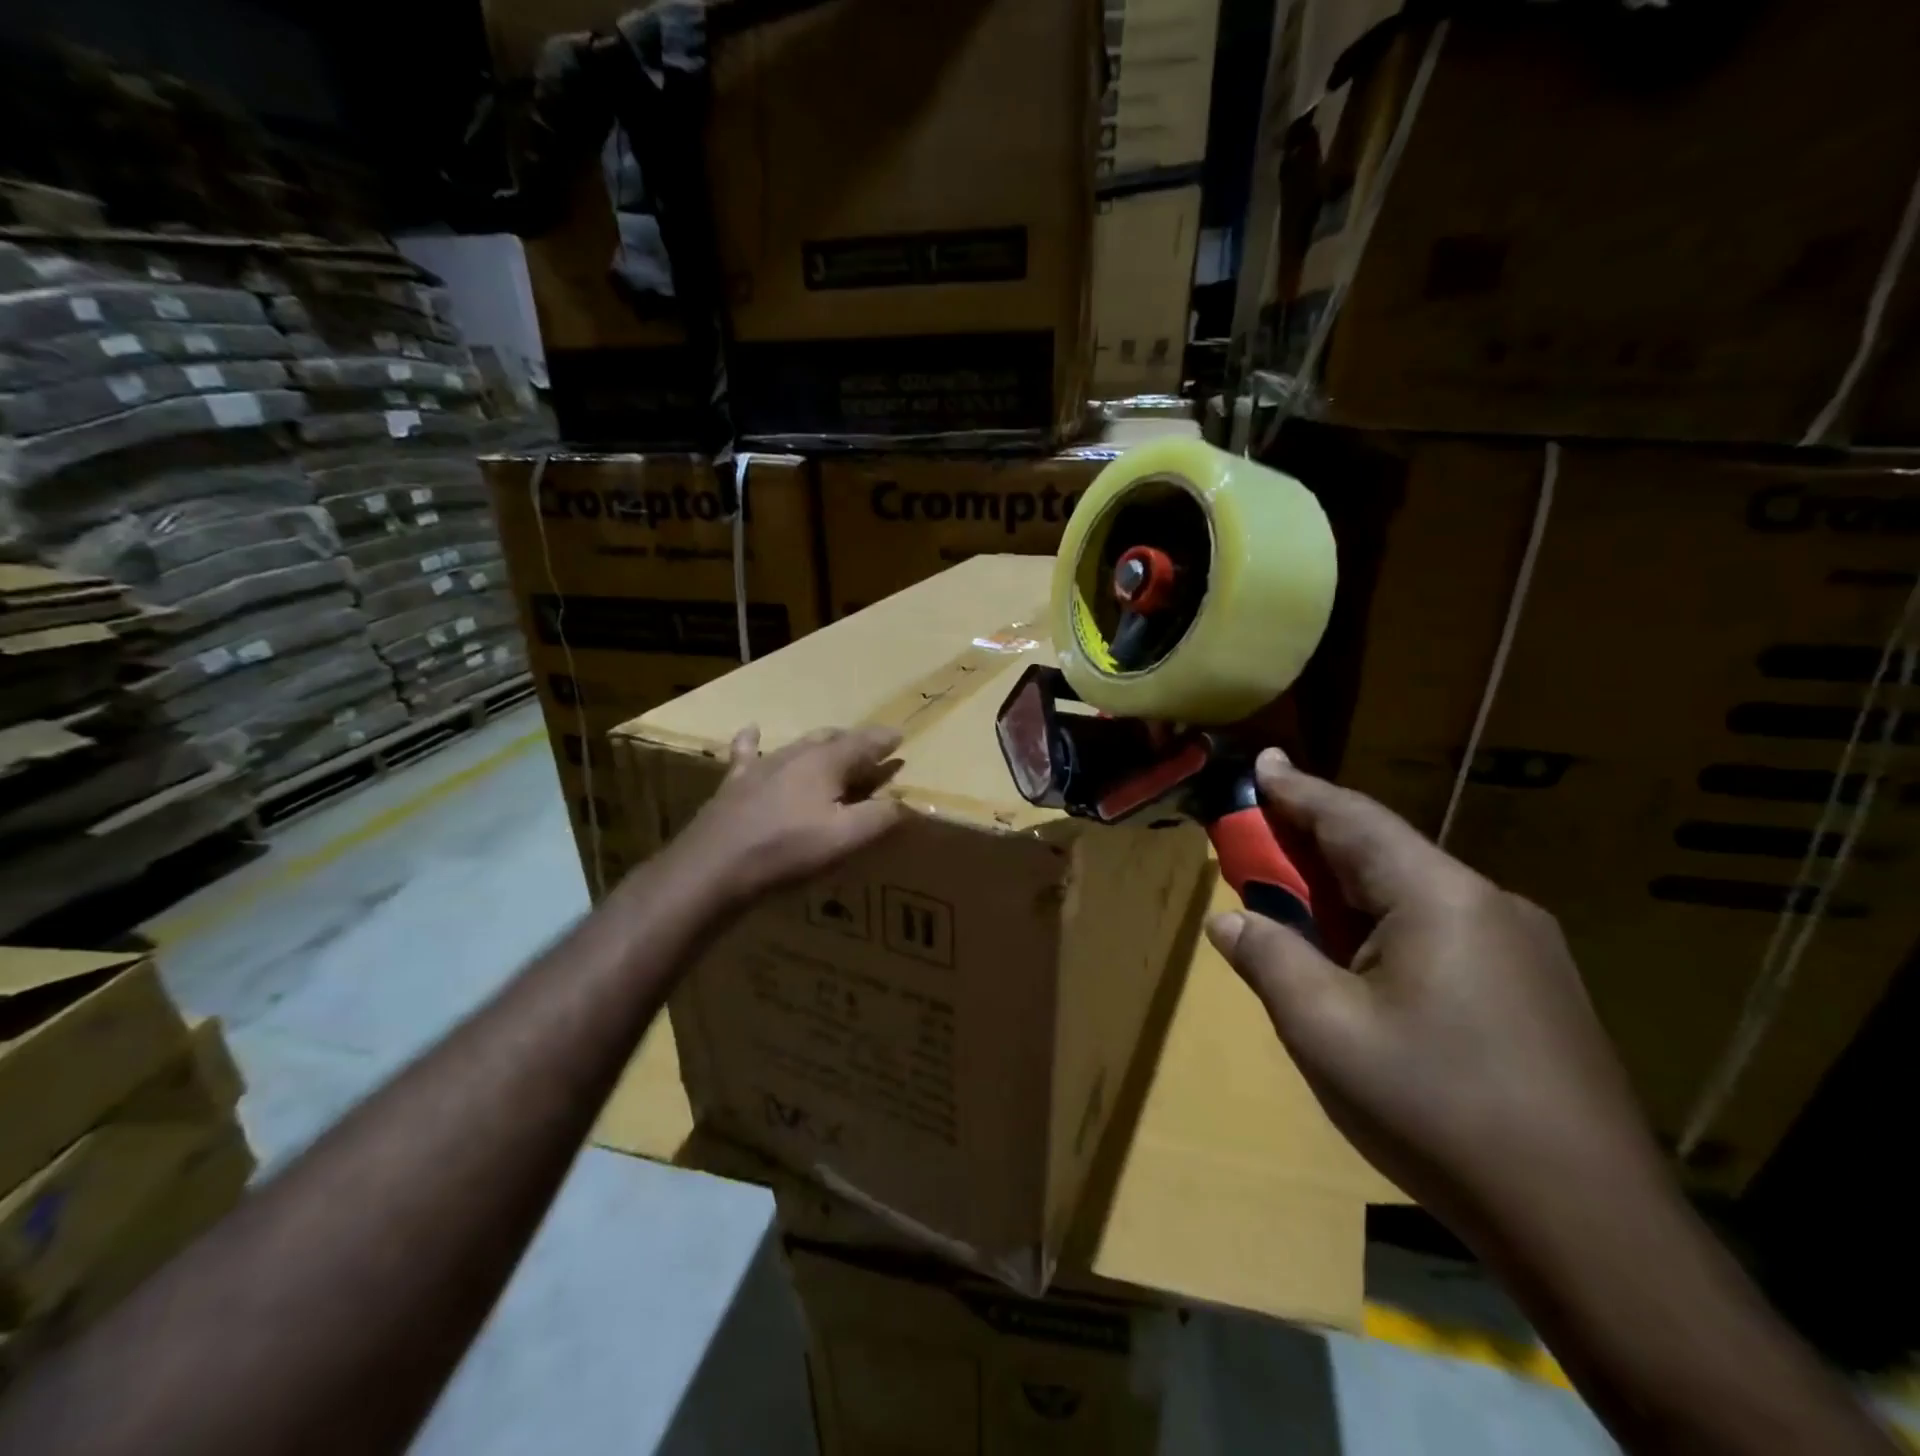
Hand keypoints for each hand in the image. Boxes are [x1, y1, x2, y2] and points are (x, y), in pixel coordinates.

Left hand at [669, 725, 905, 906]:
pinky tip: (752, 730)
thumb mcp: (846, 838)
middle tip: (870, 750)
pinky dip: (753, 740)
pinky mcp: (735, 783)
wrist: (714, 866)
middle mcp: (795, 754)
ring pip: (797, 744)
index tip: (900, 737)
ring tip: (831, 743)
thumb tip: (907, 802)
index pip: (864, 743)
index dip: (884, 741)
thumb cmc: (788, 851)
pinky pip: (747, 753)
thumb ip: (881, 817)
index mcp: (826, 762)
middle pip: (832, 739)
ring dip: (819, 743)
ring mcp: (762, 765)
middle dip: (854, 742)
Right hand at [1206, 750, 1665, 1242]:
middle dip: (1314, 844)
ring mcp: (1525, 947)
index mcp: (1438, 897)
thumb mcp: (1324, 1029)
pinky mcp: (1538, 989)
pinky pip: (1443, 929)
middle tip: (1261, 843)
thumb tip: (1228, 920)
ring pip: (1414, 893)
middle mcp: (1490, 903)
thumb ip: (1269, 958)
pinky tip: (1367, 966)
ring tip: (1303, 909)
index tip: (1262, 761)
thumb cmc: (1437, 1109)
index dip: (1297, 789)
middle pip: (1383, 852)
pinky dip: (1386, 925)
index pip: (1352, 819)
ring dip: (1349, 891)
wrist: (1590, 1229)